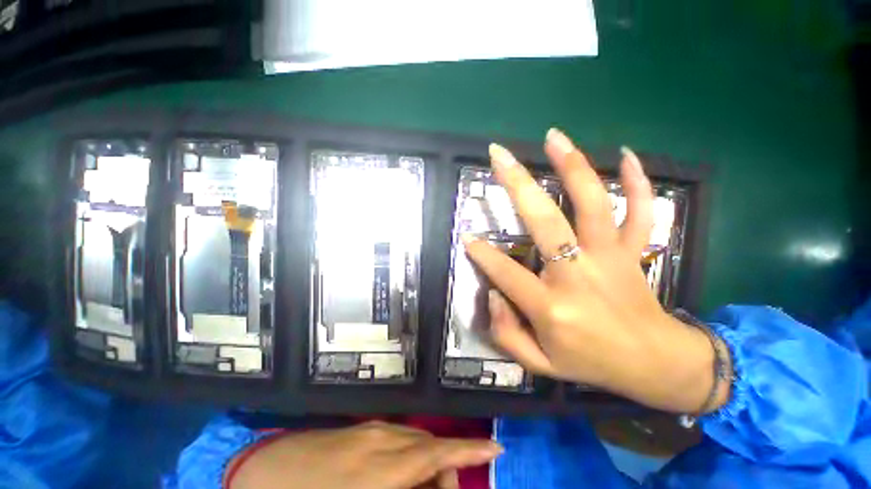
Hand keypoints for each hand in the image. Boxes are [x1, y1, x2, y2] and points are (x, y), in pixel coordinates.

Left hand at [227, 421, 502, 488]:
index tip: (494, 448)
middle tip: (447, 486)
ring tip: (426, 483)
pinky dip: (409, 453)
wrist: (262, 473)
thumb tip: (431, 481)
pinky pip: (396, 438)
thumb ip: (404, 488)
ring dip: (427, 459)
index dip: (468, 449)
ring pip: (413, 440)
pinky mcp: (359, 428)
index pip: (437, 452)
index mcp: (383, 467)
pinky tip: (400, 470)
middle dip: (447, 463)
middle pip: (429, 445)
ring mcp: (369, 429)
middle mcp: (382, 439)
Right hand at [464, 129, 728, 412]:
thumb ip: (506, 334)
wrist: (656, 364)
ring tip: (553, 137)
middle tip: (498, 155)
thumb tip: (492, 294)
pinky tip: (626, 155)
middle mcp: (578, 274)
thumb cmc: (591, 363)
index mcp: (551, 307)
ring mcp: (609, 257)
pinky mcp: (632, 251)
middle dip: (516, 184)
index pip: (505, 272)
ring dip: (572, 165)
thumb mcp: (540, 364)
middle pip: (544, 220)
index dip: (482, 254)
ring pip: (591, 203)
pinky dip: (637, 181)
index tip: (466, 236)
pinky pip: (640, 210)